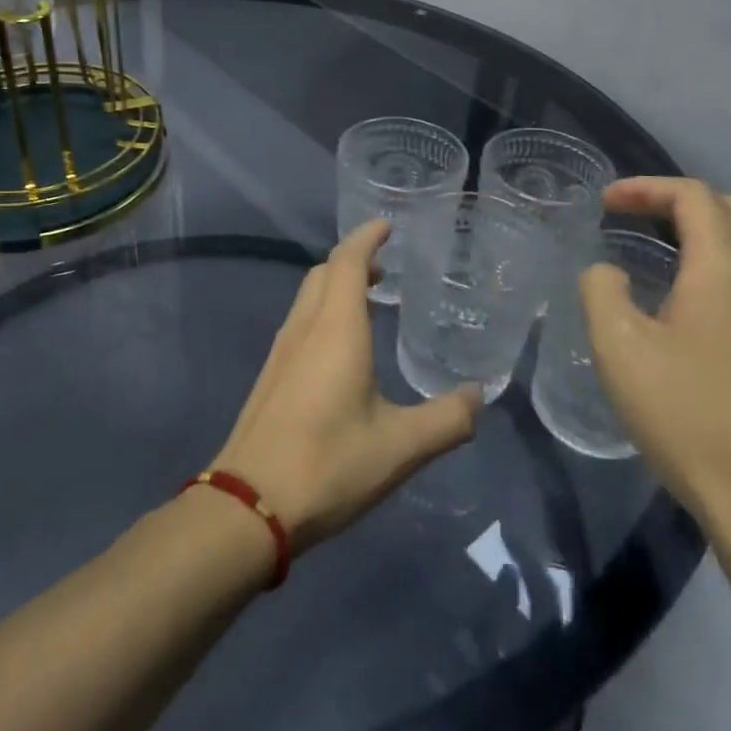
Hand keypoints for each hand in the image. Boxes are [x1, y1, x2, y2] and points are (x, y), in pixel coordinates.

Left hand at [213, 220, 481, 552]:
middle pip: (324, 272)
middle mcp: (305, 328)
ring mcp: (282, 351)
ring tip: (368, 300)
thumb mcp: (401, 446)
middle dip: (353, 259)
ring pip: (308, 297)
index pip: (348, 261)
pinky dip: (323, 312)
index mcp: (335, 329)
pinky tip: (341, 347)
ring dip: (336, 285)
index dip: (367, 238)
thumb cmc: (329, 464)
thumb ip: (448, 419)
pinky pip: (300, 322)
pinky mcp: (271, 376)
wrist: (250, 505)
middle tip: (385, 267)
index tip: (387, 226)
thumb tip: (480, 397)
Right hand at [579, 178, 730, 525]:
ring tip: (673, 242)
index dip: (646, 188)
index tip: (606, 204)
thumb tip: (607, 271)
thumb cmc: (684, 414)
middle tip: (635, 216)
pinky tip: (706, 289)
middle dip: (680, 200)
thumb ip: (601, 291)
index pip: (694, 197)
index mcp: (724, 269)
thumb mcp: (618, 348)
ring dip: (715, 223)